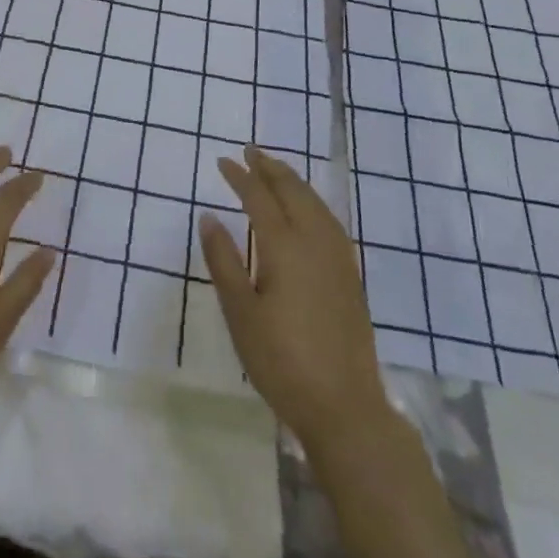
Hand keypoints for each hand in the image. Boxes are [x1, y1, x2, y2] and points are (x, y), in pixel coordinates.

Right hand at [199, 147, 390, 450]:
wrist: (345, 407)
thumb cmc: (282, 362)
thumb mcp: (241, 314)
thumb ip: (224, 261)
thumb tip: (209, 216)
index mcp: (284, 246)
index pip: (259, 198)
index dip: (240, 176)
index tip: (223, 161)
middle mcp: (314, 241)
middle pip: (292, 190)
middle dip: (270, 167)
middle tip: (250, 151)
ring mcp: (337, 256)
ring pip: (314, 201)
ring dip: (292, 180)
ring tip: (275, 169)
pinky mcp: (349, 274)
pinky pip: (328, 218)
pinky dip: (311, 200)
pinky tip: (307, 208)